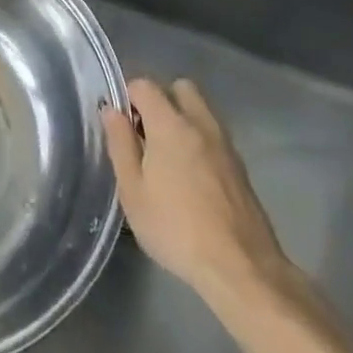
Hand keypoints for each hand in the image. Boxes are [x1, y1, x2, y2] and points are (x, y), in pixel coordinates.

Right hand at [101, 78, 293, 301]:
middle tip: (145, 133)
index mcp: (170, 123)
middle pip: (179, 88)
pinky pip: (213, 134)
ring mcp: (225, 143)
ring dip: (182, 119)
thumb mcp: (133, 191)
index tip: (120, 124)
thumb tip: (111, 110)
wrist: (241, 267)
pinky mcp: (240, 165)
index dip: (127, 96)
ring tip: (167, 157)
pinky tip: (190, 176)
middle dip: (160, 99)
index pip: (145, 85)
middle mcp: (200, 123)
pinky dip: (199, 140)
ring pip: (200, 110)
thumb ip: (120, 144)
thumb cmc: (176, 228)